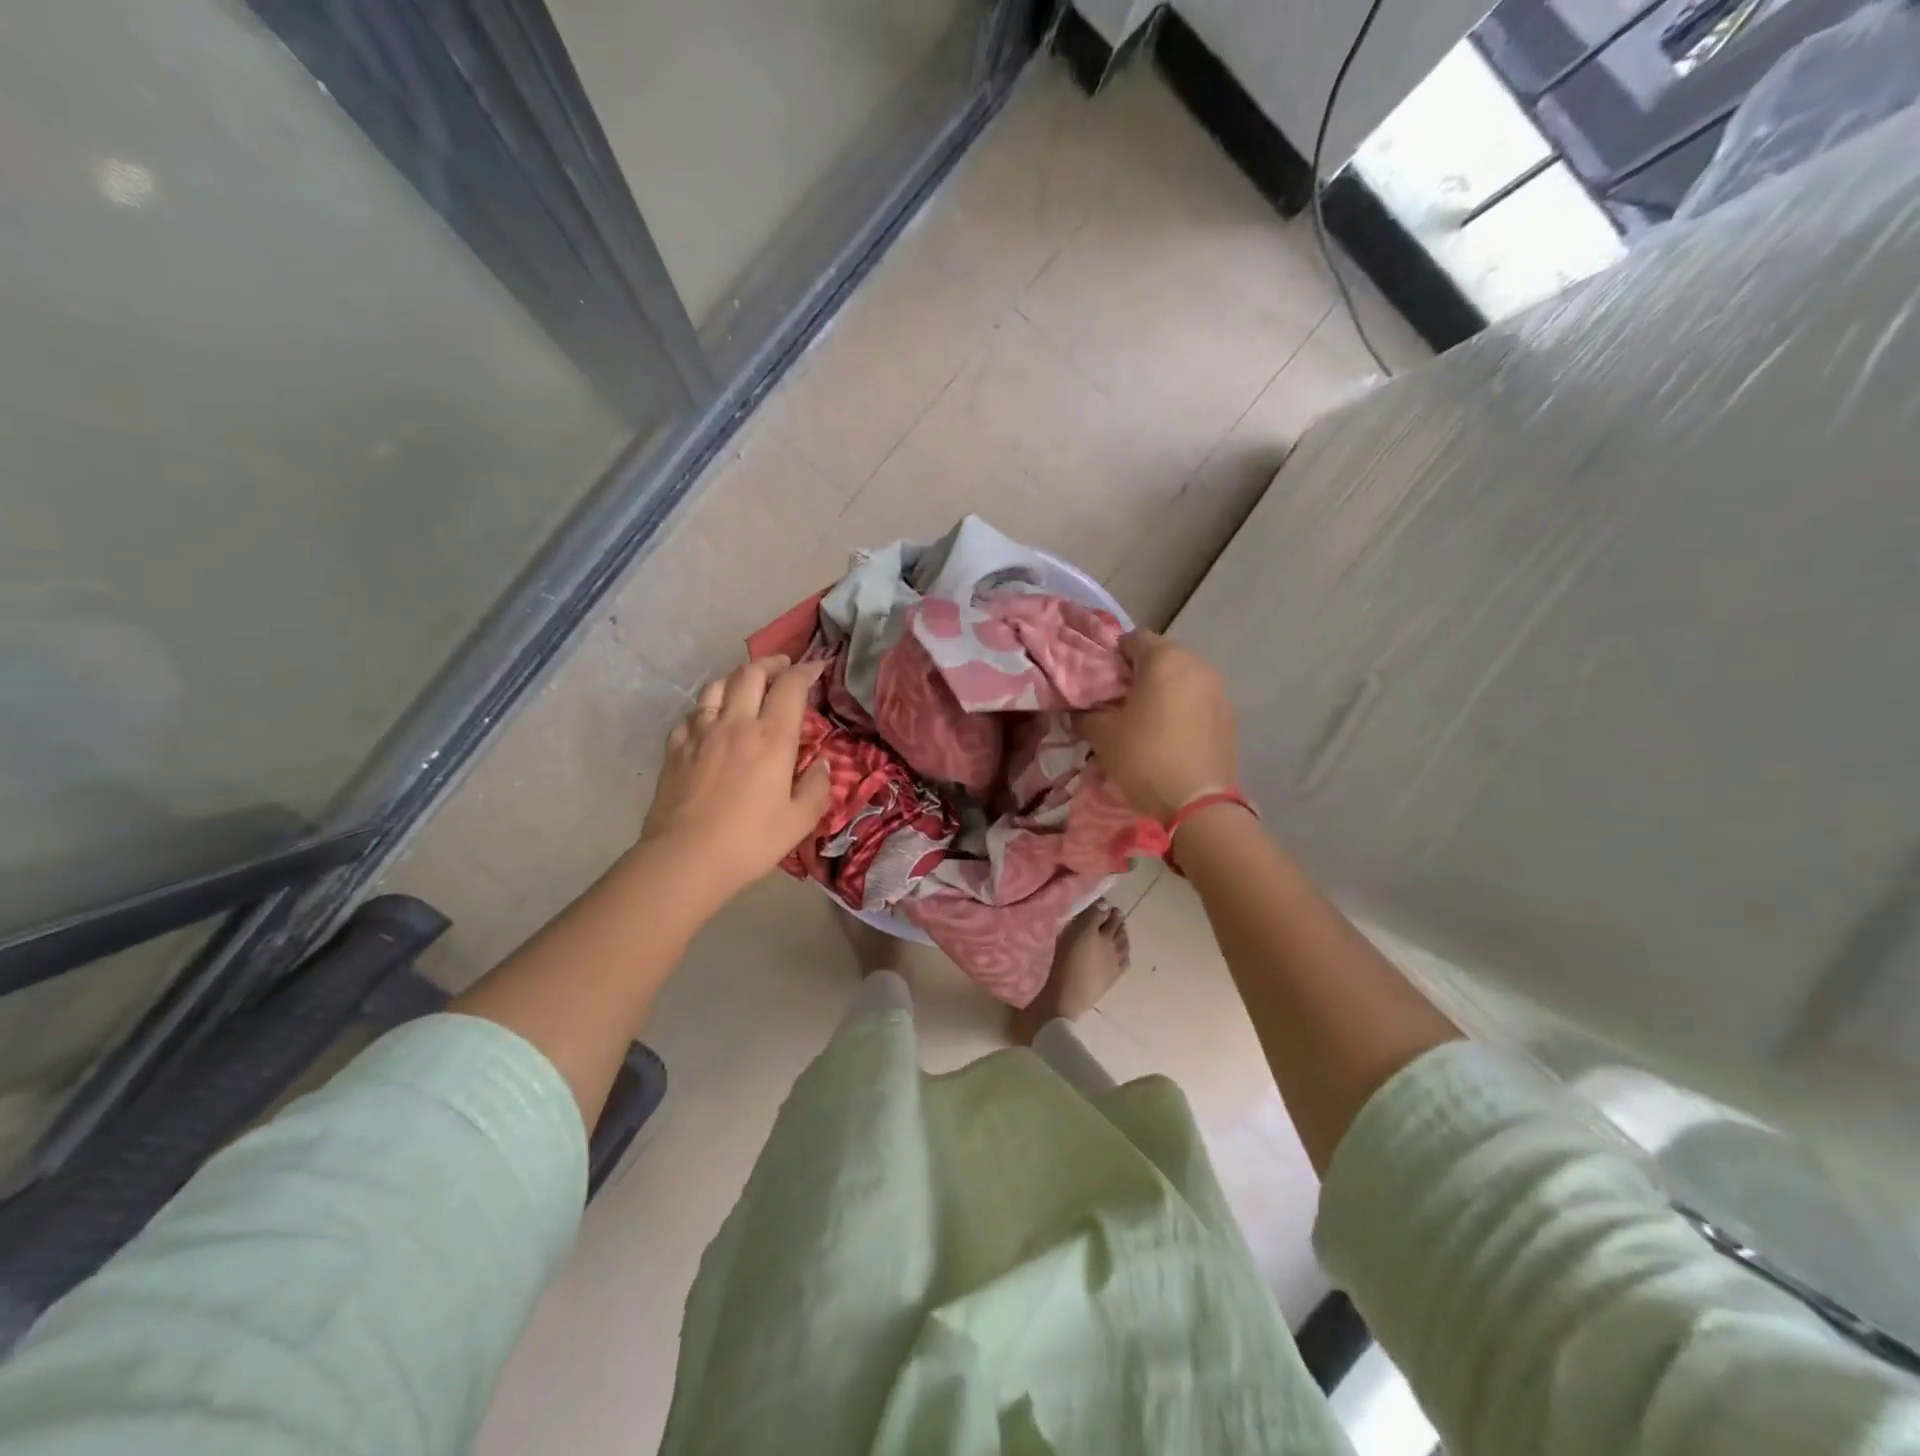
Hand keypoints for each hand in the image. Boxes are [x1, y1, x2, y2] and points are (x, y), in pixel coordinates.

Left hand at [640, 656, 832, 902]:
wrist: (685, 858)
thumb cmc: (750, 841)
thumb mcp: (800, 820)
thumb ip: (817, 787)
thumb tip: (821, 764)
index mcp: (772, 738)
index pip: (791, 686)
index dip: (806, 670)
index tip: (817, 667)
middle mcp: (736, 724)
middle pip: (751, 673)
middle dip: (771, 663)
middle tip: (783, 667)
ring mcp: (700, 733)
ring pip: (718, 686)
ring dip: (737, 678)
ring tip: (747, 685)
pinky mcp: (675, 748)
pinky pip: (692, 713)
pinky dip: (708, 708)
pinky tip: (711, 720)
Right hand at [1078, 629, 1237, 820]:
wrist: (1198, 803)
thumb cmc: (1145, 759)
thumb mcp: (1102, 735)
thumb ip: (1086, 713)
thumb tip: (1080, 709)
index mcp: (1164, 659)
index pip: (1133, 639)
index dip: (1113, 658)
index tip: (1102, 684)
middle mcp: (1196, 664)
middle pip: (1161, 654)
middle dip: (1139, 672)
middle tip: (1120, 701)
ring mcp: (1218, 688)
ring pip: (1182, 675)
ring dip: (1163, 688)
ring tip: (1146, 717)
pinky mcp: (1229, 713)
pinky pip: (1198, 697)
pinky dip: (1182, 705)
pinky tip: (1170, 732)